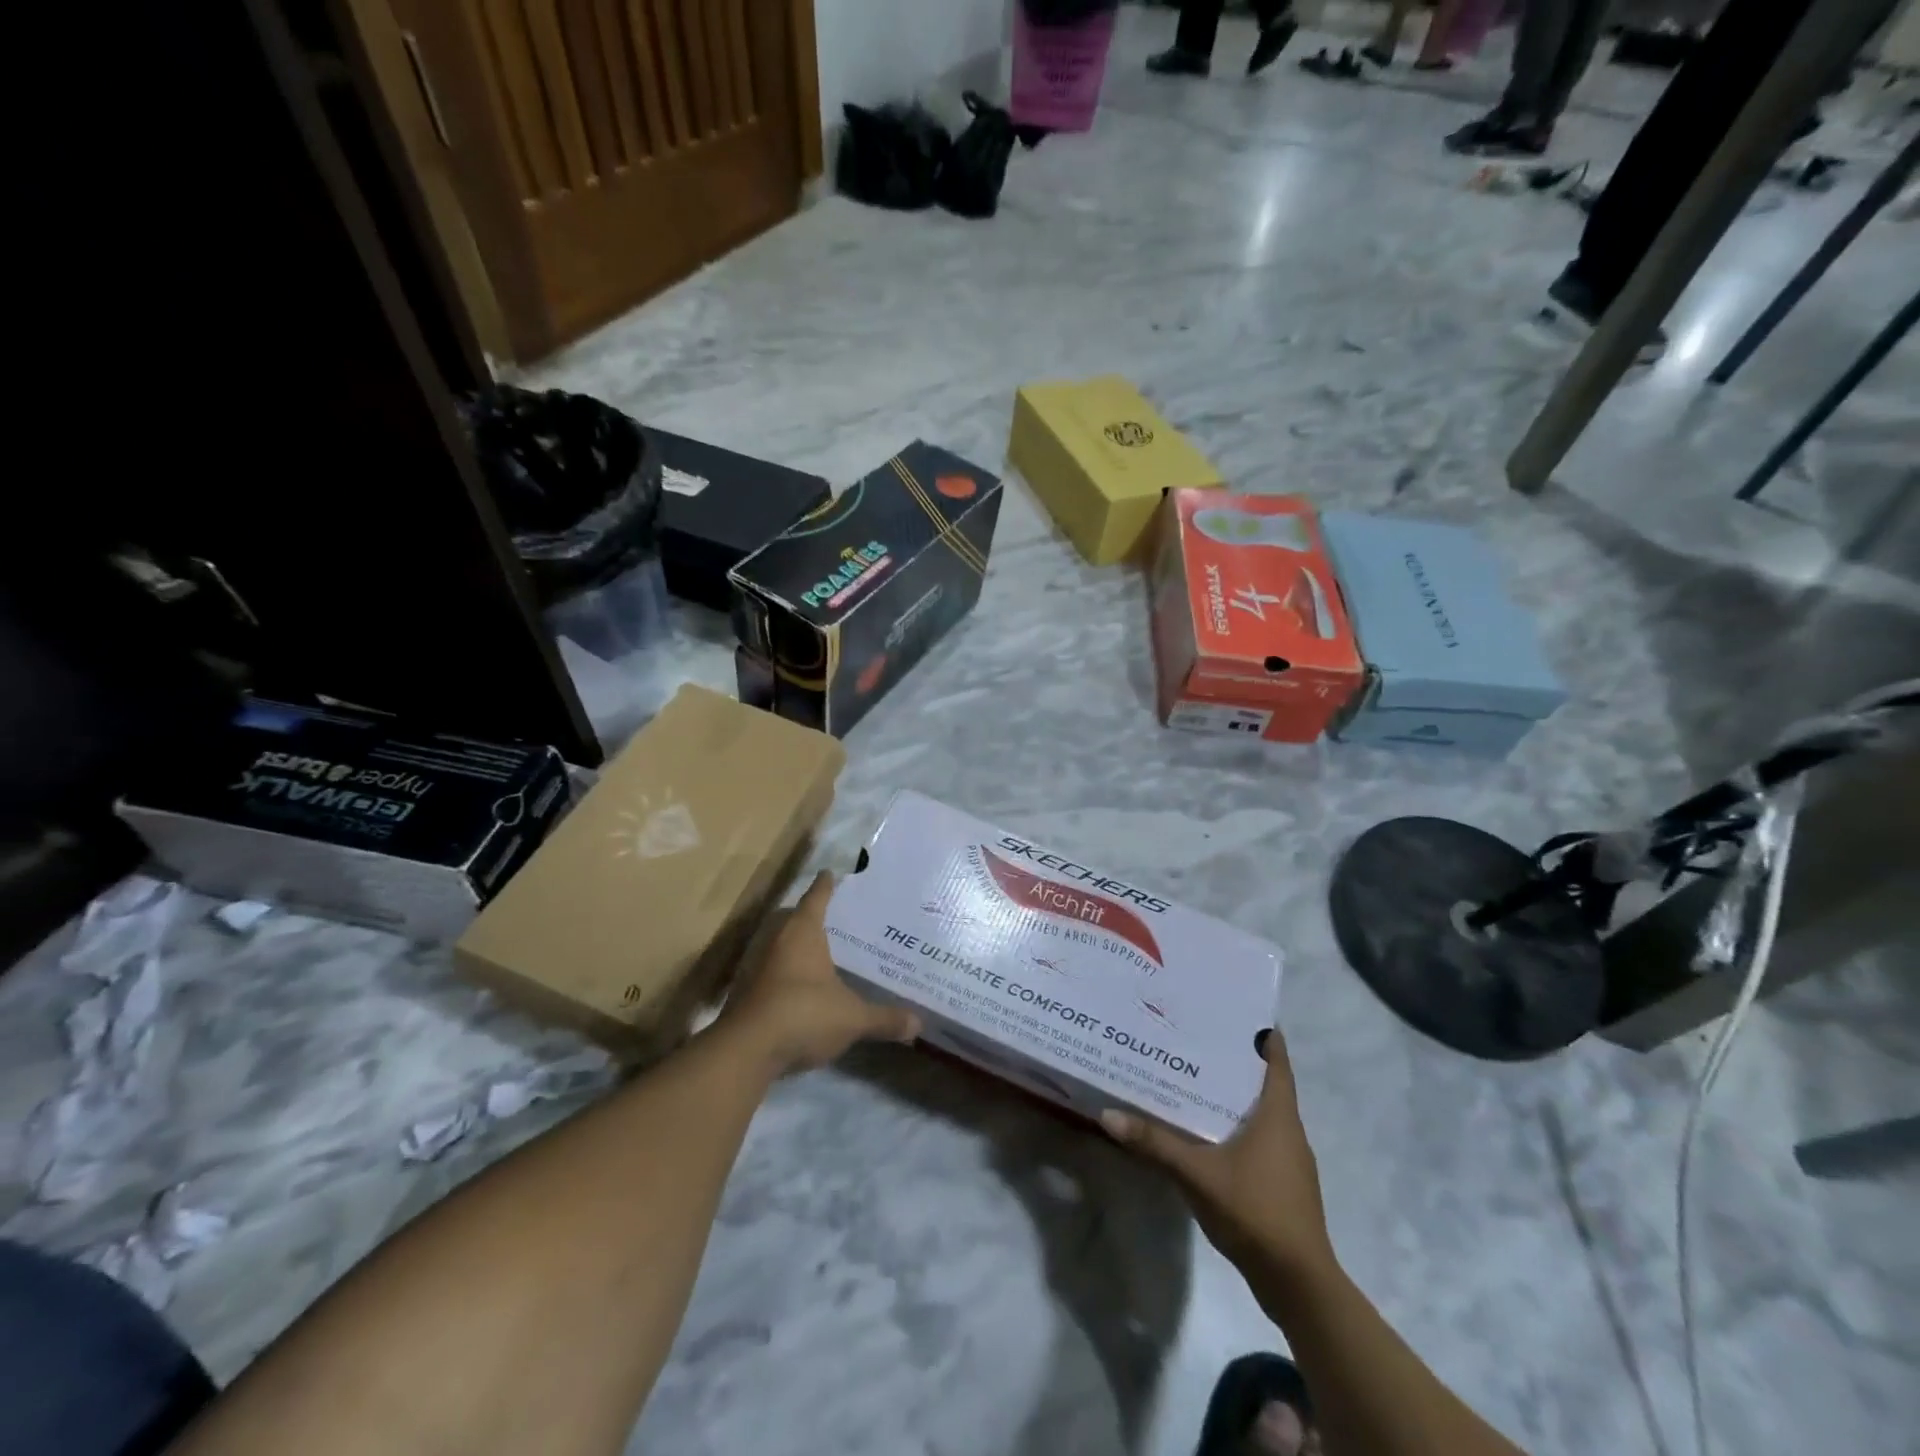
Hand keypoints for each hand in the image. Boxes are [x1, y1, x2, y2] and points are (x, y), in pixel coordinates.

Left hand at [723, 872, 920, 1074]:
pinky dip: (783, 974)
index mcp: (802, 933)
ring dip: (793, 947)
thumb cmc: (803, 1014)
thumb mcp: (852, 1018)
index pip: (816, 898)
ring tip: (817, 952)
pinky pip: (768, 972)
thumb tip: (919, 1024)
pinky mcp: (744, 993)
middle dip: (809, 916)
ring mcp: (755, 967)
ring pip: (777, 945)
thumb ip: (884, 1019)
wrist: (745, 1052)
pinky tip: (798, 988)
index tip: (830, 873)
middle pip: (792, 919)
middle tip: (832, 917)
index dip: (825, 886)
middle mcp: (775, 941)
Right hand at [1101, 1027, 1335, 1293]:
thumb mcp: (1197, 1173)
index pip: (1276, 1059)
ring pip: (1261, 1113)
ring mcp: (1289, 1160)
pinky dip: (1236, 1126)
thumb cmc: (1255, 1211)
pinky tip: (1207, 1132)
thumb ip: (1155, 1144)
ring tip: (1193, 1078)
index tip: (1233, 1009)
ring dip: (1233, 1095)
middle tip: (1195, 1038)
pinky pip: (1259, 1139)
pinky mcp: (1283, 1184)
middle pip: (1264, 1082)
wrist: (1298, 1283)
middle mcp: (1289, 1129)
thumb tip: (1108, 1115)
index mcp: (1279, 1114)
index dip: (1261, 1032)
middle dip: (1234, 1060)